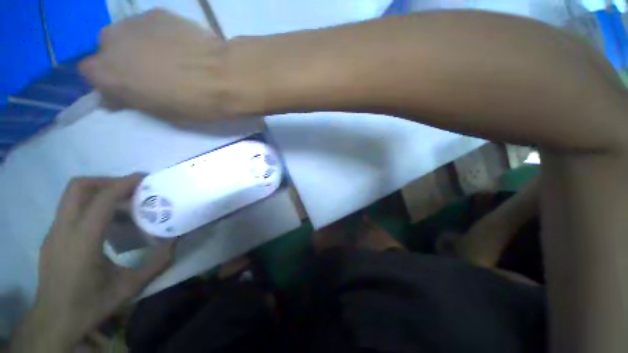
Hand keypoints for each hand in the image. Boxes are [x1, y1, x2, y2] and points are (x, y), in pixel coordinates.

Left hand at [11, 175, 174, 351]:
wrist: (55, 322)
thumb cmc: (91, 305)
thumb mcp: (131, 287)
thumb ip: (157, 262)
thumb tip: (175, 240)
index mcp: (82, 241)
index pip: (101, 200)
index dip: (124, 183)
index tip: (144, 178)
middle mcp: (63, 230)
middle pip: (78, 187)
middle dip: (106, 181)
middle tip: (130, 190)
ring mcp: (53, 233)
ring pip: (72, 196)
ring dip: (98, 193)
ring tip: (122, 206)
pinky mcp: (51, 238)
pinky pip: (70, 211)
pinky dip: (90, 207)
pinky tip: (106, 226)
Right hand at [79, 9, 232, 121]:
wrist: (223, 76)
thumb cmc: (193, 102)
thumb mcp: (158, 112)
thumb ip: (131, 99)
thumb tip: (113, 97)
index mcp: (106, 72)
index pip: (90, 72)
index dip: (109, 80)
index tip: (126, 87)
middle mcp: (110, 41)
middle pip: (107, 48)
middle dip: (123, 60)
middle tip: (150, 72)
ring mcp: (134, 22)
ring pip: (128, 34)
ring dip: (140, 45)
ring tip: (169, 59)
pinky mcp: (159, 12)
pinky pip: (150, 25)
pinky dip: (158, 35)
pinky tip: (179, 46)